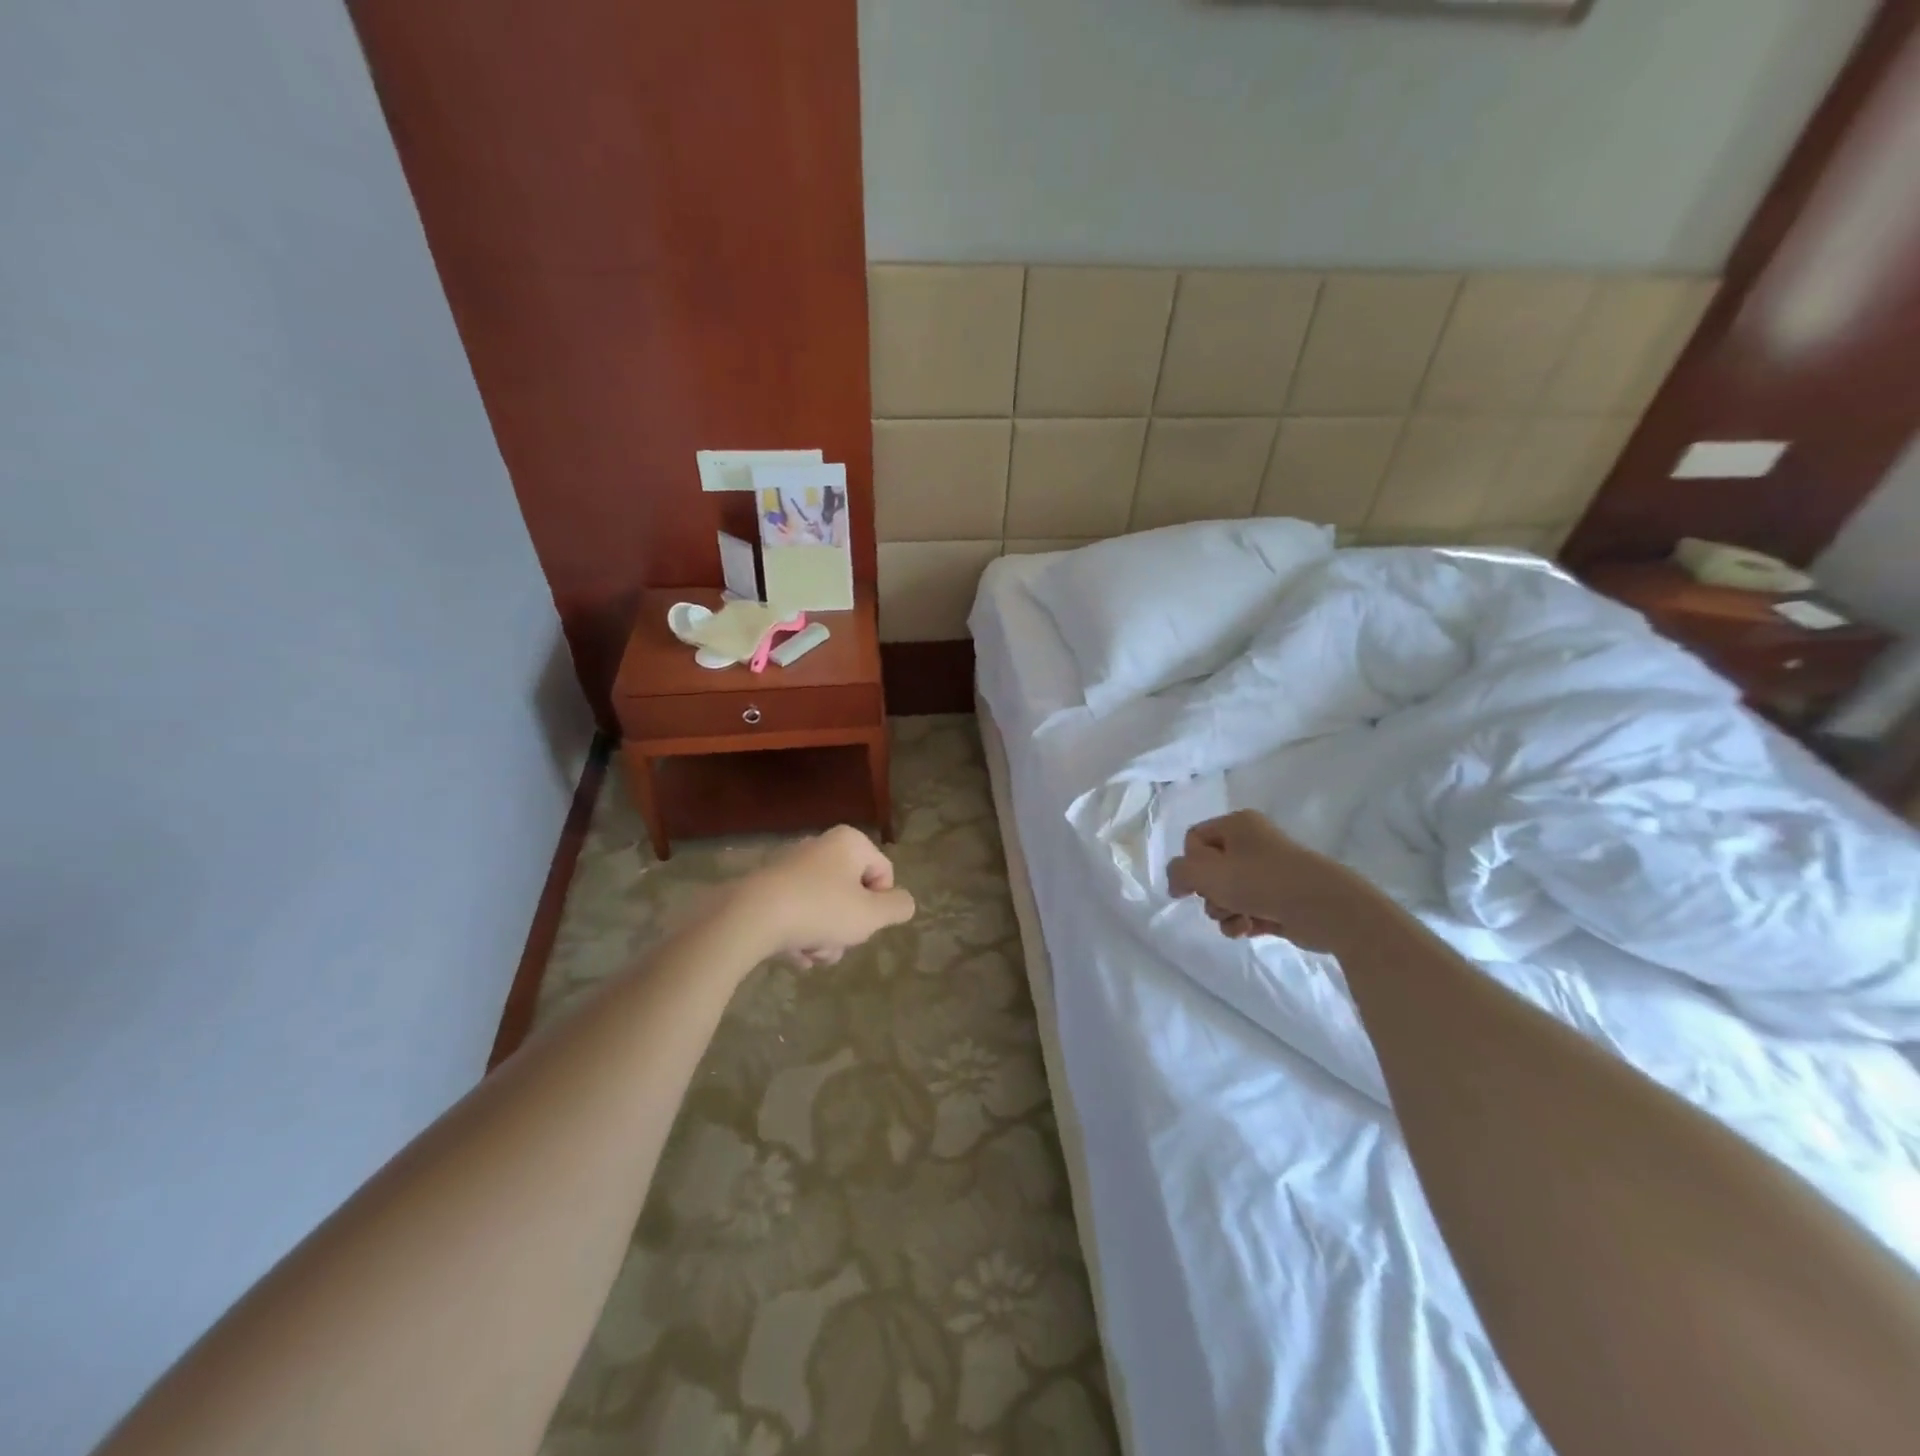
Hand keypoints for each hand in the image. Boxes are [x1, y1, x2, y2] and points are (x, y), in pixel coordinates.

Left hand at [732, 825, 915, 966]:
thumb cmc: (821, 910)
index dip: (879, 905)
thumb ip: (898, 907)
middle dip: (848, 927)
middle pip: (853, 894)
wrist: (751, 918)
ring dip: (825, 937)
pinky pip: (798, 913)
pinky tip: (793, 954)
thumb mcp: (872, 915)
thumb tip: (903, 903)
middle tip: (837, 942)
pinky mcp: (768, 888)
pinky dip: (800, 934)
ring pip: (825, 909)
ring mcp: (792, 866)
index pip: (884, 874)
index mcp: (850, 842)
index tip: (863, 921)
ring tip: (812, 953)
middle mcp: (821, 846)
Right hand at [1167, 810, 1381, 950]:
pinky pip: (1248, 909)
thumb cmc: (1261, 881)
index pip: (1194, 840)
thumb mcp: (1207, 873)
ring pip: (1228, 893)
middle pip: (1210, 869)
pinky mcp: (1282, 900)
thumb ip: (1179, 873)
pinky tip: (1248, 929)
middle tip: (1220, 902)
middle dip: (1209, 893)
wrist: (1326, 908)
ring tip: (1238, 920)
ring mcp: (1270, 872)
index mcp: (1237, 824)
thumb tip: (1177, 884)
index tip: (1194, 886)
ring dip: (1224, 911)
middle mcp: (1253, 843)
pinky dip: (1243, 921)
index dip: (1189, 864)